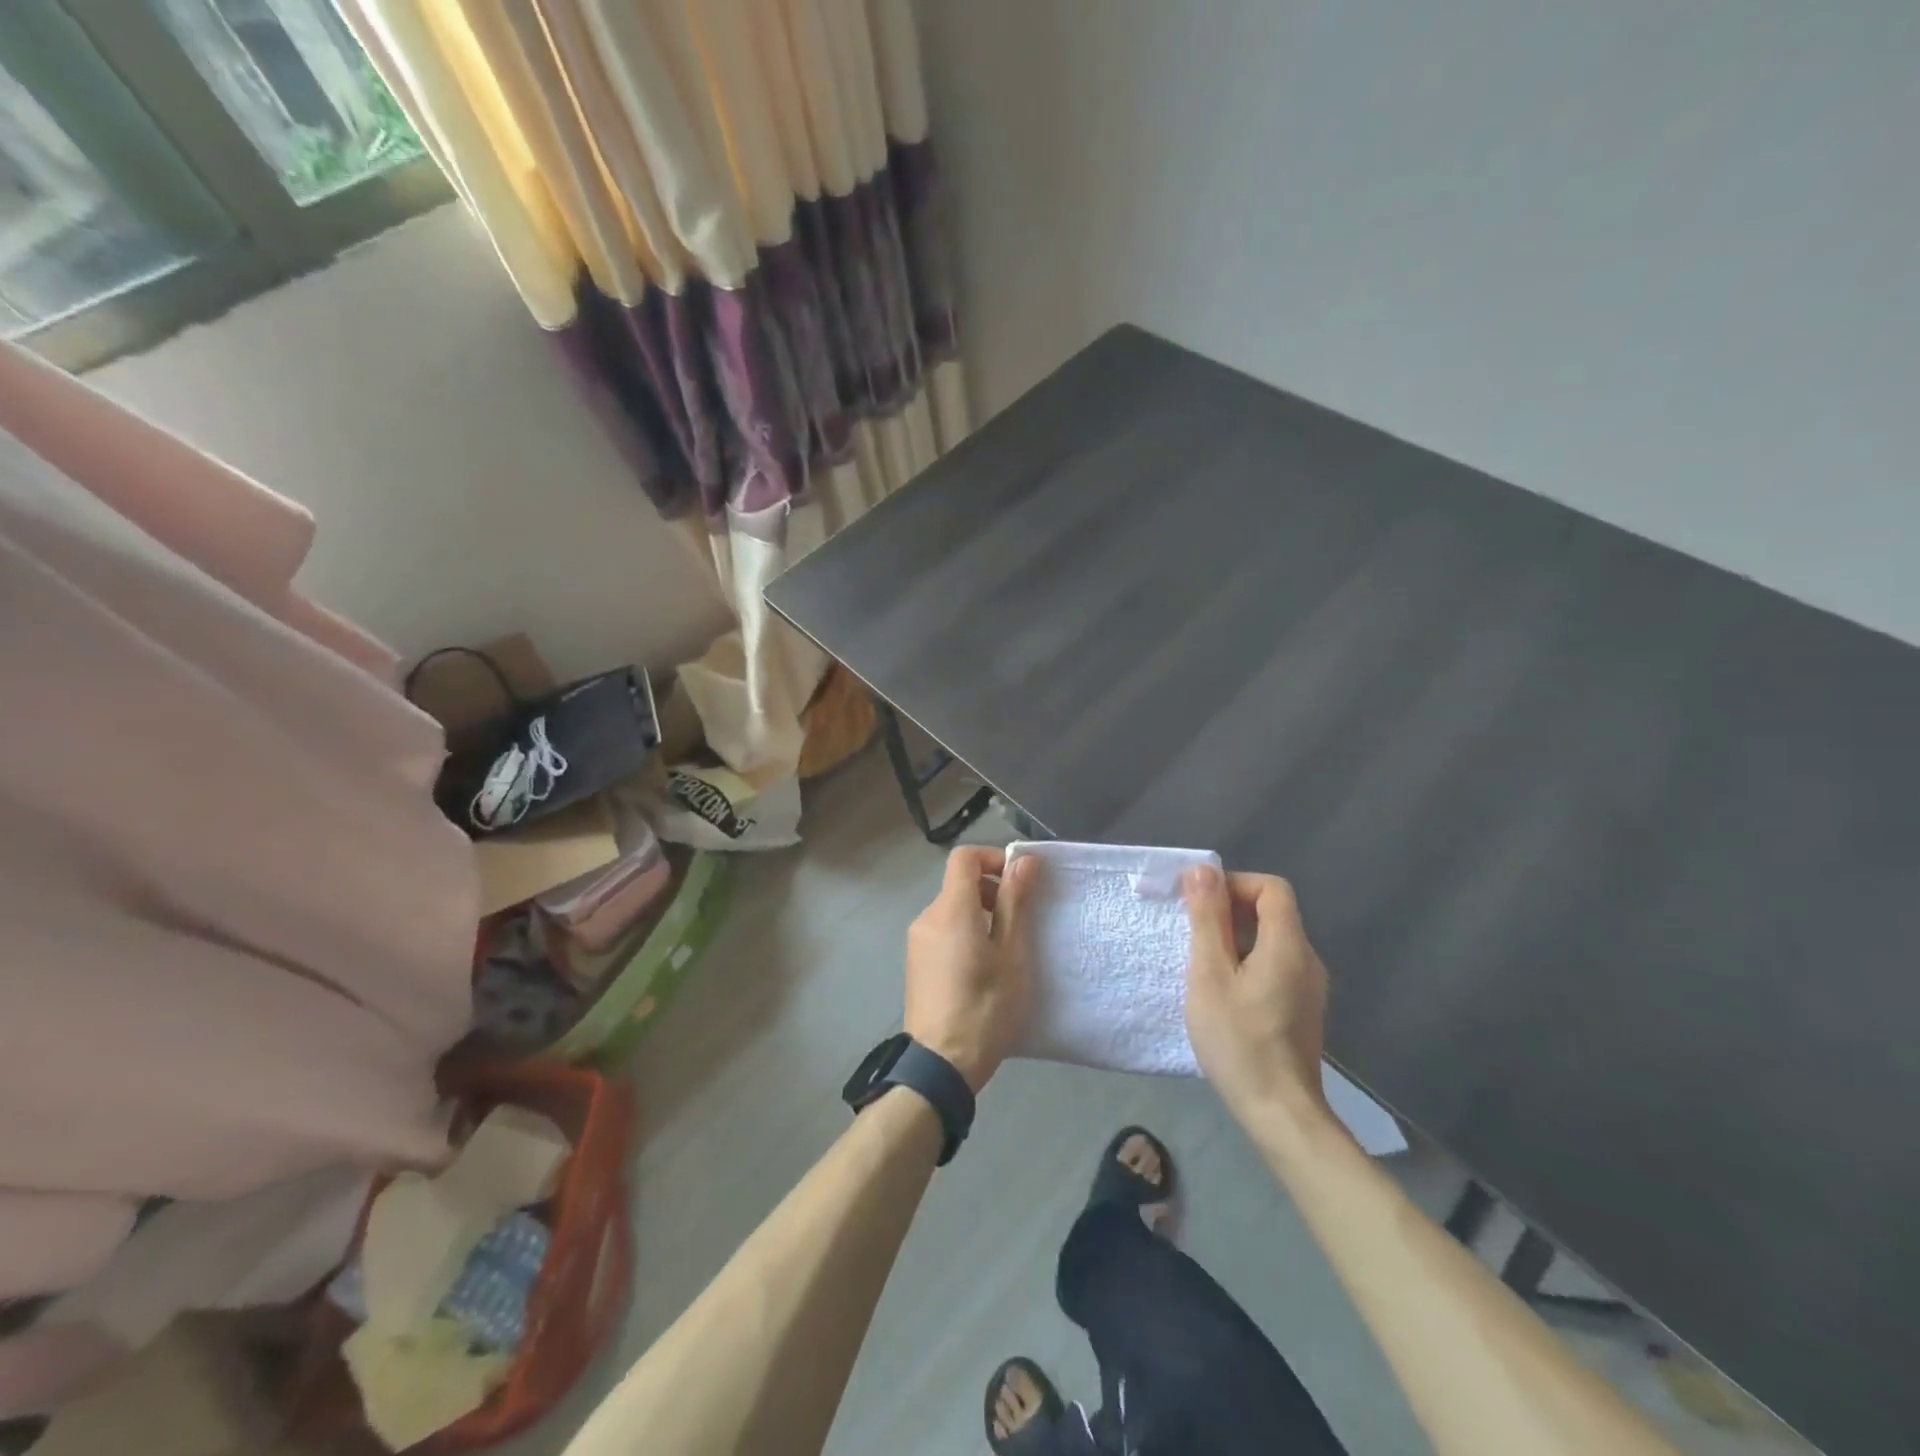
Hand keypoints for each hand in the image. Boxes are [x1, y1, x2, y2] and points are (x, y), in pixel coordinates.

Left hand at [903, 847, 1042, 1092]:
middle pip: (959, 883)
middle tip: (1020, 920)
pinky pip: (943, 931)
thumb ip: (1015, 903)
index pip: (964, 858)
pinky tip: (984, 968)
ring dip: (980, 914)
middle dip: (992, 890)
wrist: (940, 1064)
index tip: (1020, 882)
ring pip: (952, 908)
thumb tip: (1023, 860)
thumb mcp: (1011, 954)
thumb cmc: (985, 1007)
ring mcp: (917, 941)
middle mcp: (927, 917)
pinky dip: (965, 933)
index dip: (993, 858)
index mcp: (951, 909)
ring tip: (1006, 949)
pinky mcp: (916, 963)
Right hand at [1182, 866, 1330, 1124]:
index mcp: (1288, 945)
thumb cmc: (1239, 1040)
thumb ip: (1207, 919)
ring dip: (1235, 939)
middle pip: (1272, 912)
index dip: (1234, 884)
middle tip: (1193, 935)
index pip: (1271, 888)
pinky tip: (1224, 992)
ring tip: (1203, 965)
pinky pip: (1275, 965)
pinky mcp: (1302, 1008)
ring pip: (1272, 940)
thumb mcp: (1210, 975)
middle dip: (1229, 911)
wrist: (1280, 1113)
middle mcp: (1307, 959)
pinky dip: (1247, 962)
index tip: (1200, 904)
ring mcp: (1309, 986)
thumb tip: (1204, 870)